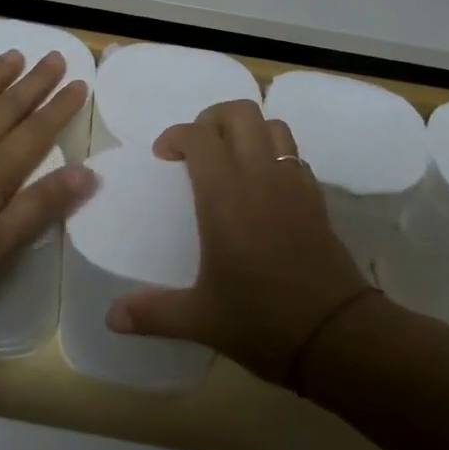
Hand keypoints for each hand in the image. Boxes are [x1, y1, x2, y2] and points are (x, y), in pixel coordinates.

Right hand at [105, 99, 370, 384]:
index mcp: (225, 195)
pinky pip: (294, 155)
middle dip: (212, 120)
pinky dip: (275, 155)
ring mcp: (294, 184)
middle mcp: (260, 177)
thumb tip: (112, 318)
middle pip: (240, 114)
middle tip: (196, 149)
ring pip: (273, 126)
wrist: (336, 335)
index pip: (199, 136)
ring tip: (230, 159)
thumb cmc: (262, 321)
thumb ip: (153, 313)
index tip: (164, 157)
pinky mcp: (317, 198)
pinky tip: (264, 187)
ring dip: (248, 130)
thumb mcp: (200, 320)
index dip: (177, 135)